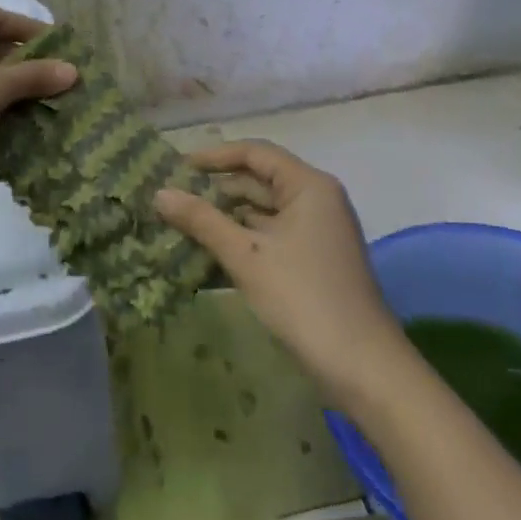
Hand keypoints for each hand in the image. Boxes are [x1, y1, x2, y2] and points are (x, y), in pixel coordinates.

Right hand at [154, 140, 402, 396]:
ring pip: (259, 214)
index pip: (254, 153)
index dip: (213, 156)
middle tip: (168, 200)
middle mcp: (315, 201)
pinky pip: (266, 240)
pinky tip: (201, 257)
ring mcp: (314, 233)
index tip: (175, 168)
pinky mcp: (309, 262)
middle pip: (256, 182)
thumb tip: (159, 194)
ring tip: (176, 227)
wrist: (361, 366)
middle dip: (213, 192)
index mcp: (308, 186)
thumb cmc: (302, 297)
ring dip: (221, 220)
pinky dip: (237, 244)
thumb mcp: (245, 255)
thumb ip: (202, 220)